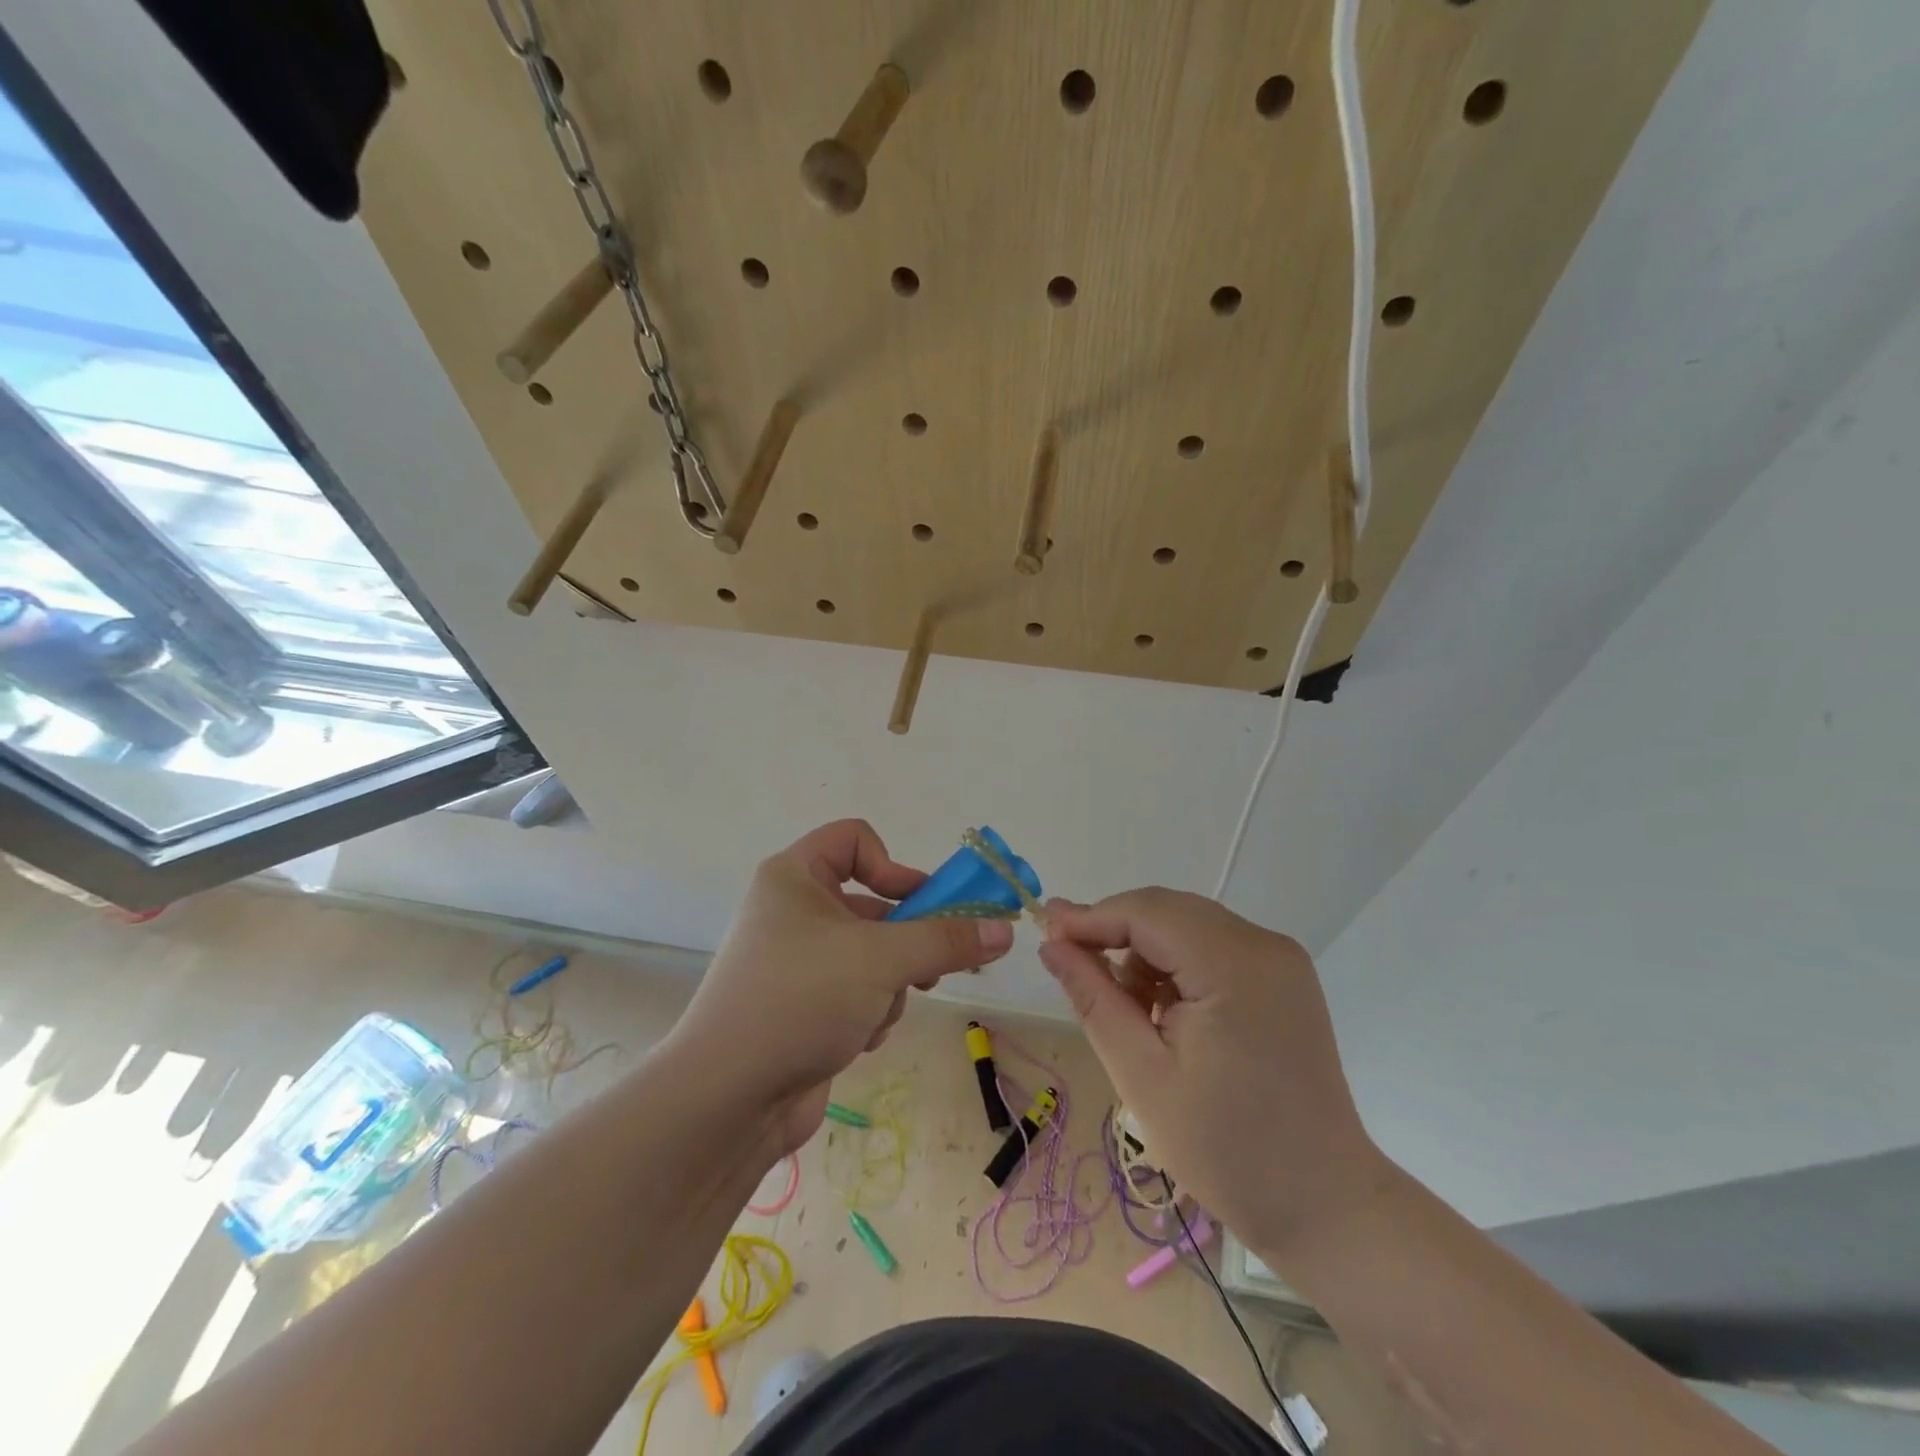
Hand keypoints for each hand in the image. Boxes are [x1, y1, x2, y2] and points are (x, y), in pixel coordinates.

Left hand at [673, 820, 1013, 1156]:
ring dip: (889, 983)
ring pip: (873, 953)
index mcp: (794, 877)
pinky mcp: (805, 1007)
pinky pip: (858, 991)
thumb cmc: (801, 999)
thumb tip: (1003, 930)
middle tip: (937, 963)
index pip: (854, 839)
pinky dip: (869, 1011)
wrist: (727, 1098)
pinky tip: (858, 1038)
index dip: (892, 865)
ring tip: (879, 1010)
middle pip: (873, 903)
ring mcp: (798, 963)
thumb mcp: (882, 959)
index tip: (922, 903)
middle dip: (906, 939)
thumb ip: (947, 940)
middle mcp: (793, 911)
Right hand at [1039, 889, 1388, 1258]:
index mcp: (1234, 966)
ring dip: (1146, 951)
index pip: (1147, 913)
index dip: (1091, 918)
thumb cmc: (1225, 1150)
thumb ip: (1093, 997)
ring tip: (1125, 1007)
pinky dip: (1177, 964)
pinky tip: (1164, 1010)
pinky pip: (1213, 946)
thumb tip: (1052, 944)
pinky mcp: (1284, 978)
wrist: (1324, 1205)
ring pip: (1188, 925)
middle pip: (1169, 911)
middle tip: (1070, 964)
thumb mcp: (1141, 1075)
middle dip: (1115, 932)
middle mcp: (1264, 945)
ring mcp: (1280, 959)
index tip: (1044, 933)